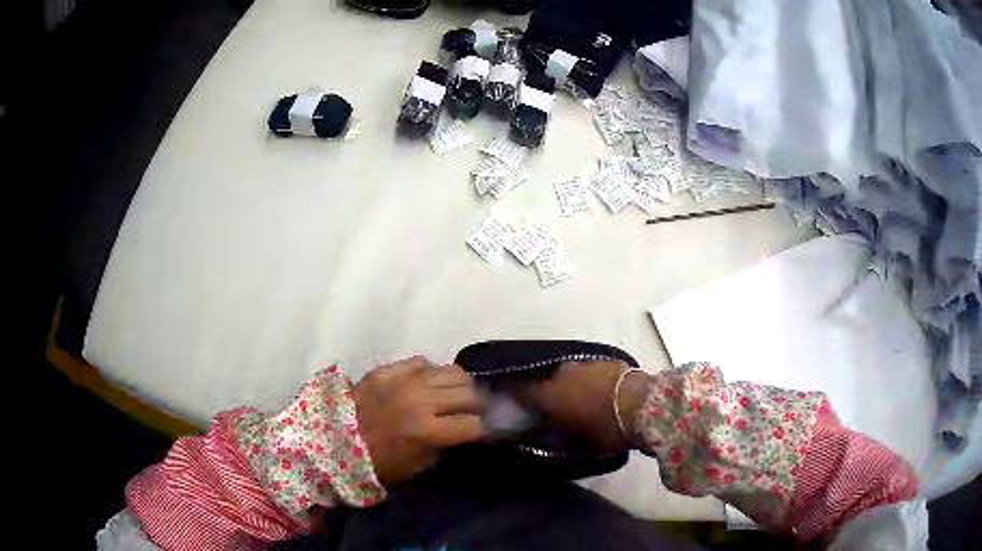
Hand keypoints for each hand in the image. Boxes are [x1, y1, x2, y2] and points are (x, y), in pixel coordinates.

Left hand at [353, 357, 484, 485]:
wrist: (330, 441)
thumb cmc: (375, 463)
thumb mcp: (416, 467)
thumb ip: (444, 447)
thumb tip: (464, 432)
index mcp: (427, 431)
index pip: (474, 424)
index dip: (483, 429)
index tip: (483, 431)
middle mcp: (420, 400)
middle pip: (469, 393)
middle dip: (476, 405)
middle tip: (472, 412)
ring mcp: (404, 380)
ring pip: (452, 371)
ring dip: (459, 385)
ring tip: (453, 394)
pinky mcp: (387, 369)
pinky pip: (422, 362)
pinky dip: (431, 373)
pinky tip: (426, 384)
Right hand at [515, 361, 652, 453]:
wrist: (646, 405)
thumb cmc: (607, 430)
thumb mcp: (579, 443)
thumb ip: (559, 436)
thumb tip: (549, 433)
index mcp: (550, 394)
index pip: (519, 389)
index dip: (511, 392)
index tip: (505, 396)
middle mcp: (562, 373)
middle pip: (545, 379)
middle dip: (544, 390)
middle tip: (548, 404)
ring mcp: (585, 363)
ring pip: (567, 373)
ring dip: (568, 384)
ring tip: (575, 397)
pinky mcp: (606, 360)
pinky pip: (588, 370)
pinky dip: (587, 379)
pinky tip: (595, 390)